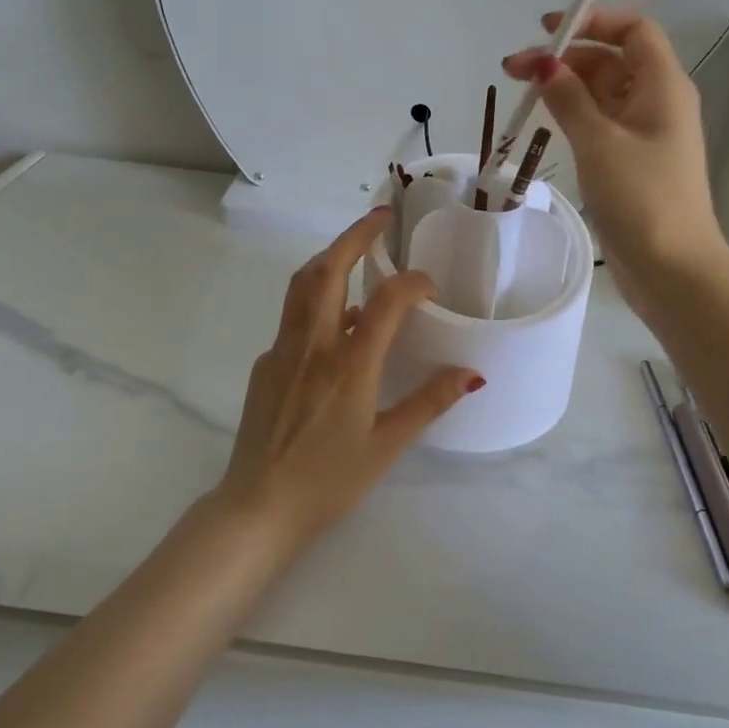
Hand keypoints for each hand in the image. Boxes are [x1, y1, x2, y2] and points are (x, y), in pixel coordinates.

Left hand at [214, 208, 483, 548]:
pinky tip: (334, 324)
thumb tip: (471, 373)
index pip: (384, 303)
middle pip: (328, 271)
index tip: (430, 284)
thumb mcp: (386, 446)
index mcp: (349, 366)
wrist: (257, 508)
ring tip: (354, 251)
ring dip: (329, 259)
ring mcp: (282, 352)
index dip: (412, 282)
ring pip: (301, 286)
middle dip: (353, 237)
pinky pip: (293, 319)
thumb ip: (428, 403)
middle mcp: (312, 347)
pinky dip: (316, 302)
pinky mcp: (264, 365)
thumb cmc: (328, 481)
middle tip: (378, 219)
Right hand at [503, 8, 728, 309]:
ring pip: (602, 93)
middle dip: (565, 58)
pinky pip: (601, 123)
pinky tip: (545, 120)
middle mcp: (657, 101)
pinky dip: (574, 115)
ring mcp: (645, 133)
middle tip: (513, 71)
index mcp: (662, 85)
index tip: (548, 30)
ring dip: (565, 86)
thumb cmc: (642, 197)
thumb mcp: (599, 141)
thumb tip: (544, 63)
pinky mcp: (632, 161)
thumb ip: (569, 97)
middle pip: (611, 60)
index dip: (593, 21)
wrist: (673, 269)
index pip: (633, 30)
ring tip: (520, 93)